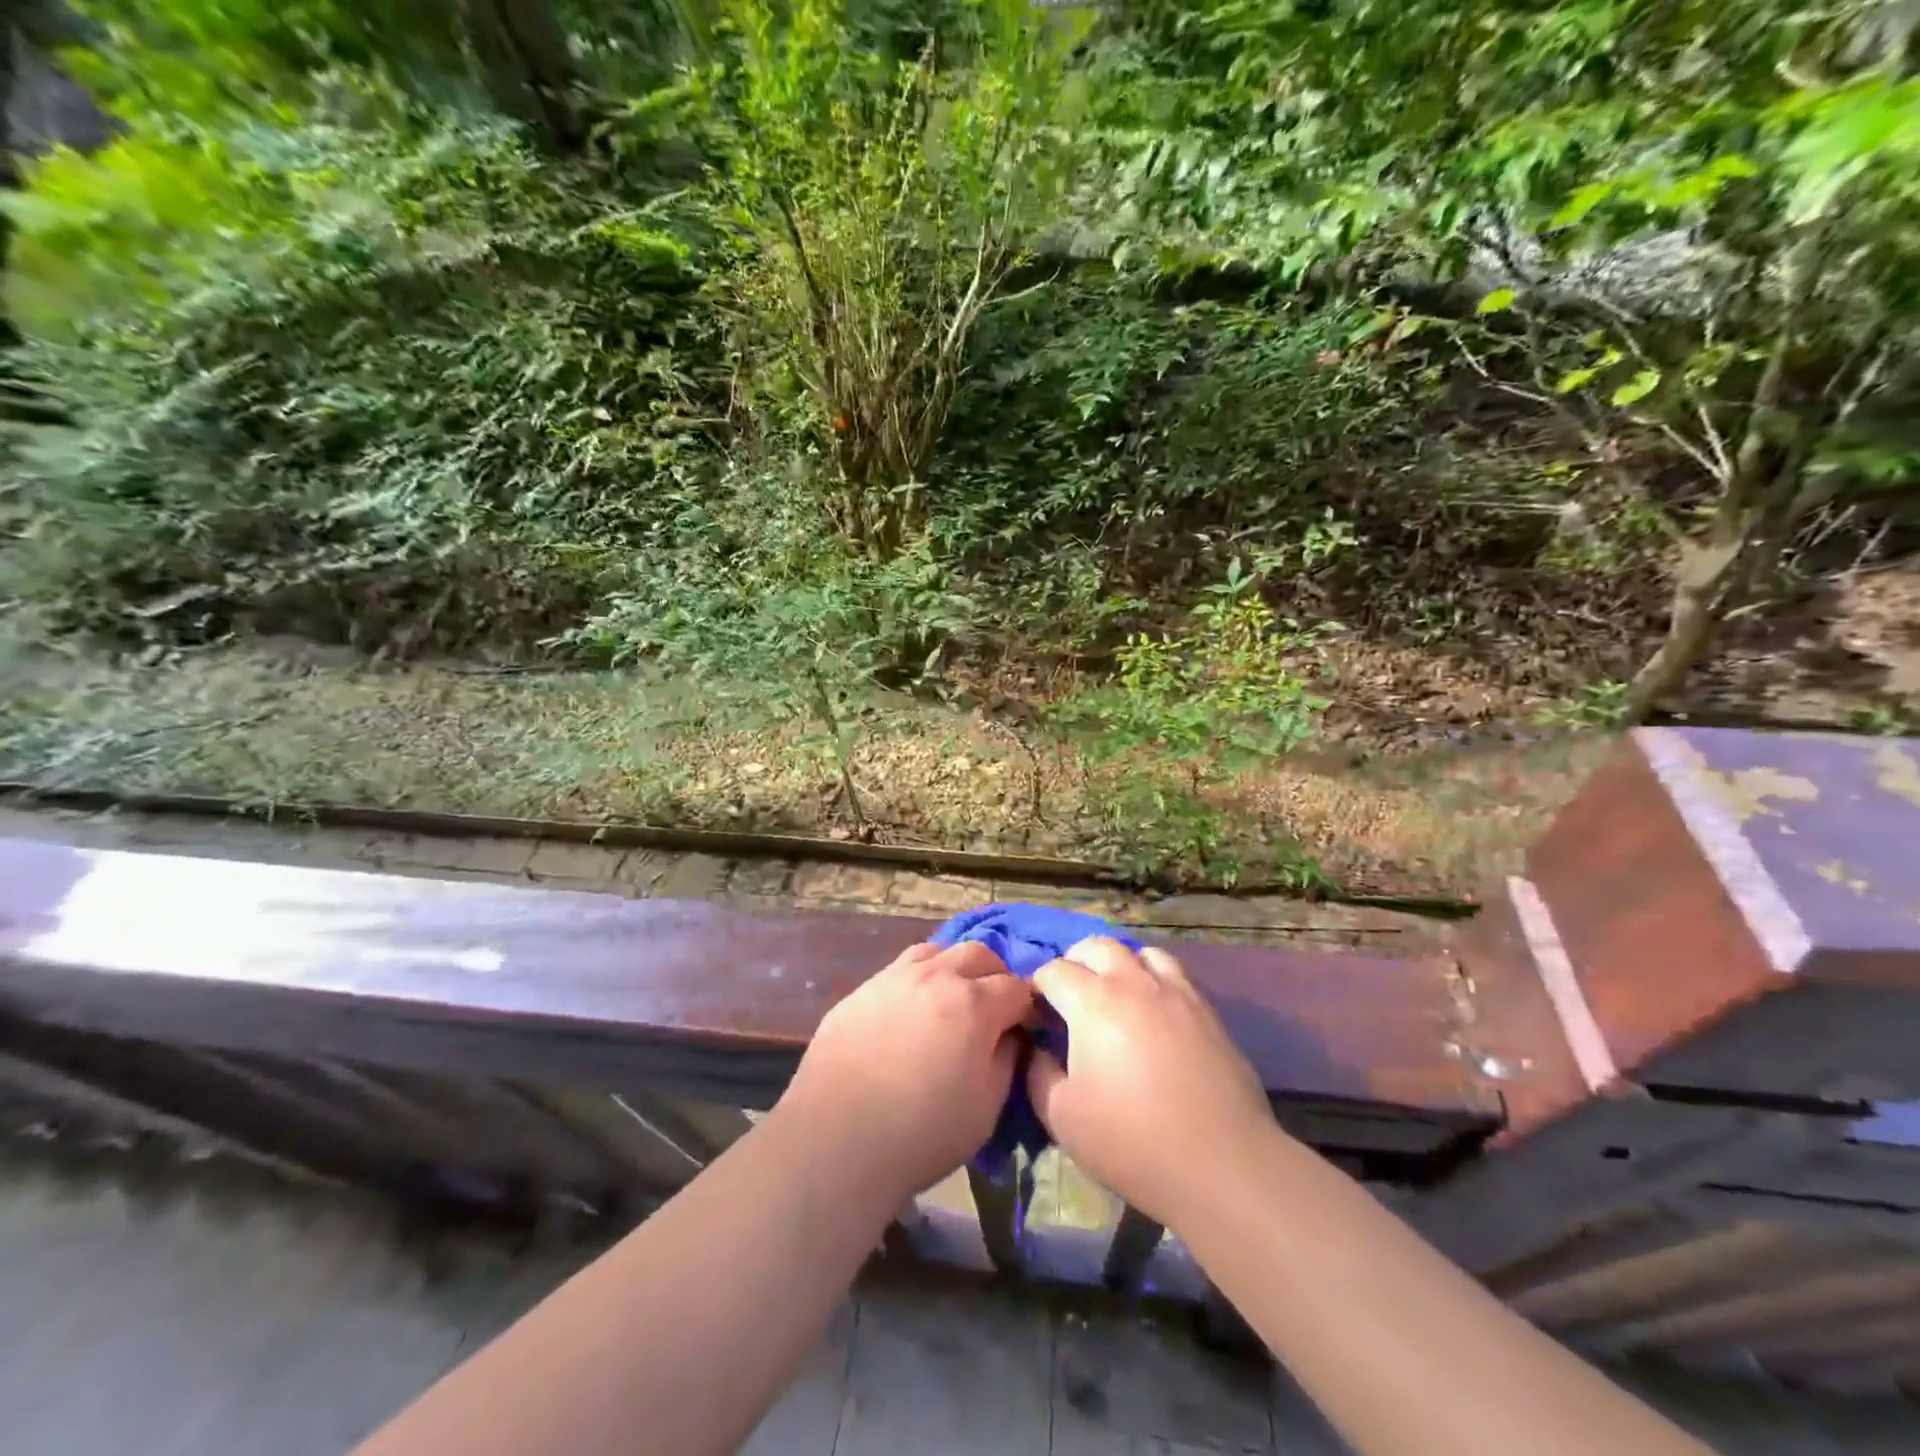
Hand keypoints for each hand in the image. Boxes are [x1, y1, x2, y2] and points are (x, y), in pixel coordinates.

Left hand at [776, 941, 1032, 1208]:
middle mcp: (936, 976)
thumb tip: (1009, 1036)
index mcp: (973, 1004)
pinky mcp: (862, 989)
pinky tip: (911, 1010)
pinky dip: (919, 980)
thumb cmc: (922, 1133)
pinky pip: (900, 969)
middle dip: (995, 976)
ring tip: (952, 999)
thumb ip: (1006, 1061)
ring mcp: (894, 977)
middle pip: (979, 954)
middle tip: (993, 1009)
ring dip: (955, 968)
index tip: (1027, 1028)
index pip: (1017, 987)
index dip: (1028, 1007)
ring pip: (937, 951)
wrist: (836, 1140)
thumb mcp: (986, 1109)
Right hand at [1027, 937, 1273, 1229]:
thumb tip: (1037, 1048)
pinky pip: (1176, 977)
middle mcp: (1134, 982)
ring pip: (1142, 953)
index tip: (1035, 1016)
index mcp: (1093, 1001)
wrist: (1222, 1164)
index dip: (1036, 989)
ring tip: (1116, 998)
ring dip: (1120, 966)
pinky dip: (1155, 983)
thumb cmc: (1131, 1141)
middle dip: (1075, 963)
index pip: (1053, 970)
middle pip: (1097, 946)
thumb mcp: (1061, 1116)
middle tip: (1070, 998)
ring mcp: (1177, 992)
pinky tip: (1154, 1017)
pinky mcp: (1208, 1012)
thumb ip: (1037, 1073)